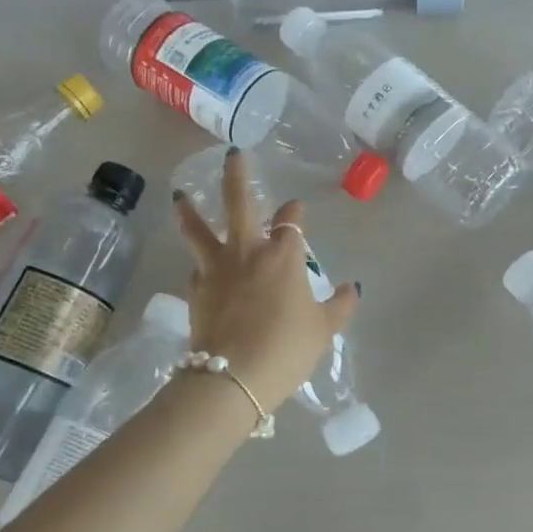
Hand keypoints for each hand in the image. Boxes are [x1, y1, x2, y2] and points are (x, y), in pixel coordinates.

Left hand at [171, 147, 359, 411]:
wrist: (233, 376)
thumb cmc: (287, 348)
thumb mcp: (323, 329)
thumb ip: (339, 305)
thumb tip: (353, 288)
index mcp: (283, 256)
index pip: (290, 222)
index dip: (294, 212)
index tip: (295, 207)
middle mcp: (248, 252)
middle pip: (239, 203)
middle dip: (237, 176)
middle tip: (232, 155)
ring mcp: (217, 270)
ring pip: (199, 230)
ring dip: (190, 211)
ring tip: (179, 197)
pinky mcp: (196, 291)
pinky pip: (197, 268)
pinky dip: (199, 263)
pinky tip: (199, 266)